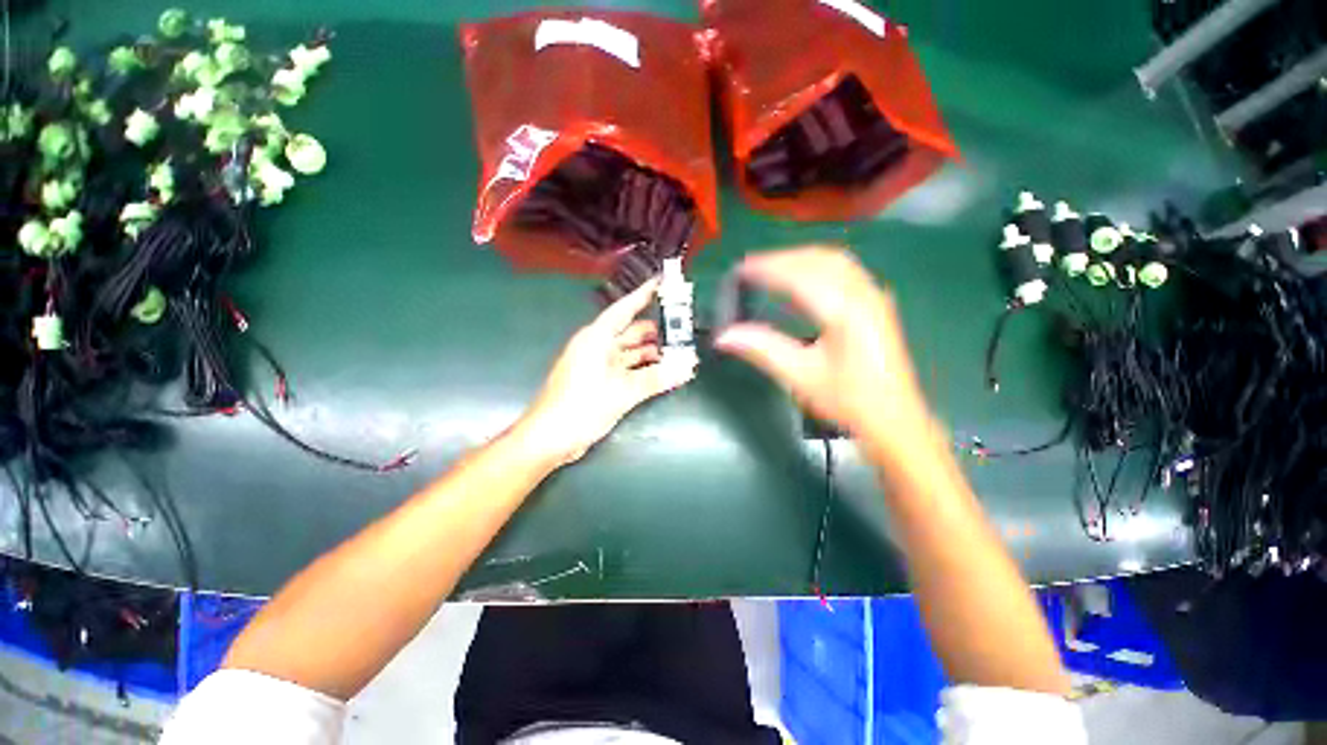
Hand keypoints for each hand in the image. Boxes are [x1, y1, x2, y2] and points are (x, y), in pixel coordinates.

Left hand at [516, 279, 697, 466]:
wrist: (549, 439)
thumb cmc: (580, 407)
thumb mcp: (621, 392)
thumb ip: (656, 378)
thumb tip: (687, 366)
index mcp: (596, 339)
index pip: (624, 310)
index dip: (643, 296)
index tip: (662, 283)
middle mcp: (597, 347)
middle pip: (630, 332)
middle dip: (655, 331)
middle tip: (682, 330)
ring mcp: (597, 366)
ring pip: (630, 352)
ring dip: (651, 353)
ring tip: (678, 353)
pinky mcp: (600, 383)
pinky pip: (626, 369)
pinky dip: (643, 370)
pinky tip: (662, 373)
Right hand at [714, 247, 933, 463]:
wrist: (893, 419)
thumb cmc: (847, 400)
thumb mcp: (800, 376)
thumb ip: (761, 349)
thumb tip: (723, 336)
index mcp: (844, 311)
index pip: (799, 276)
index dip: (766, 269)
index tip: (739, 270)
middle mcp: (863, 294)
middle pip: (817, 260)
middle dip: (781, 259)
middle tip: (749, 269)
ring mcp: (873, 296)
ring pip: (833, 260)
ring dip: (799, 258)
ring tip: (771, 269)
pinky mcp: (876, 303)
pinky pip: (844, 269)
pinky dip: (816, 264)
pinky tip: (804, 277)